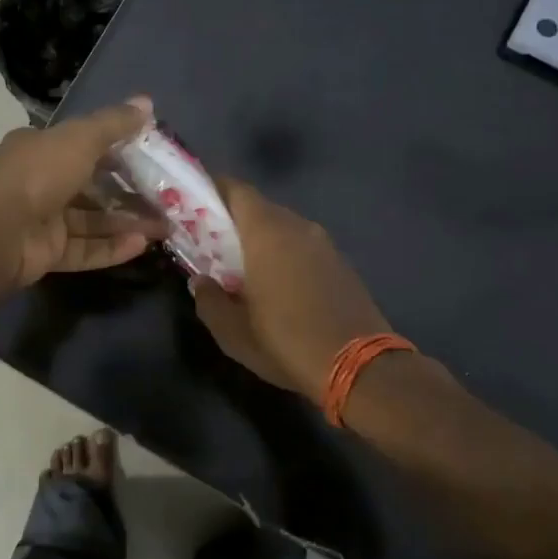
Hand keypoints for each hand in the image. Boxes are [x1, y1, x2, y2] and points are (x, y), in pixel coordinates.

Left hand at [0, 98, 168, 289]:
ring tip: (164, 226)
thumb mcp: (80, 139)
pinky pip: (84, 250)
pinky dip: (111, 248)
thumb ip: (114, 123)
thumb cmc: (38, 174)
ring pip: (91, 221)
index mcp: (40, 148)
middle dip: (129, 192)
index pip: (83, 145)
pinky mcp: (46, 253)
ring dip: (126, 222)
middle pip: (91, 186)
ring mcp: (42, 220)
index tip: (152, 157)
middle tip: (167, 198)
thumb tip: (146, 102)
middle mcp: (39, 182)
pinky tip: (142, 245)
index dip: (118, 150)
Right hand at [191, 179, 391, 403]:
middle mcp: (297, 227)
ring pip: (284, 227)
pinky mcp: (342, 263)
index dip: (215, 190)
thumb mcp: (233, 332)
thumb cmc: (286, 341)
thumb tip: (201, 282)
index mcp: (266, 233)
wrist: (361, 367)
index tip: (196, 202)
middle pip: (260, 208)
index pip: (237, 190)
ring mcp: (324, 244)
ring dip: (263, 238)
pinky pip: (304, 246)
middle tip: (214, 242)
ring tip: (245, 266)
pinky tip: (280, 284)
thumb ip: (209, 300)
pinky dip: (286, 254)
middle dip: (235, 219)